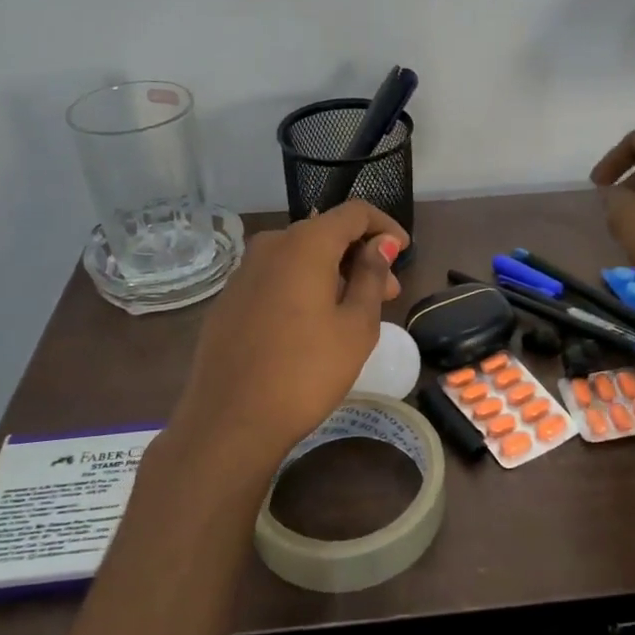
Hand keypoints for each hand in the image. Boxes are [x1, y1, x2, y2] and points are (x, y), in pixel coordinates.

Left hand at [167, 201, 406, 477]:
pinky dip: (304, 286)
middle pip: (326, 232)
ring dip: (334, 273)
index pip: (355, 213)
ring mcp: (244, 271)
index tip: (405, 254)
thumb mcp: (356, 325)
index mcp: (305, 244)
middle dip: (361, 255)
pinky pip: (277, 277)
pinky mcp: (230, 298)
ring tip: (355, 312)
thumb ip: (372, 275)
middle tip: (389, 294)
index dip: (385, 227)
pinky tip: (315, 324)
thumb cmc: (307, 372)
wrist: (230, 421)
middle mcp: (271, 245)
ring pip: (300, 256)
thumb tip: (380, 243)